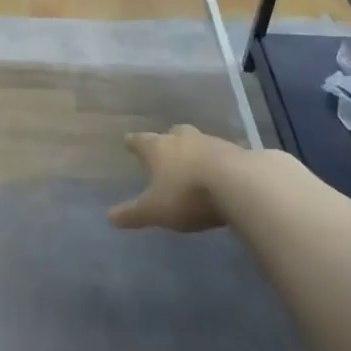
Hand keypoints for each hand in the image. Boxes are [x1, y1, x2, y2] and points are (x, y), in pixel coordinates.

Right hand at [108, 125, 242, 232]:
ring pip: (200, 142)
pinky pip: (224, 155)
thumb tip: (109, 218)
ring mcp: (214, 143)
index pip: (140, 141)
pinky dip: (219, 162)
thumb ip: (132, 214)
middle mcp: (184, 139)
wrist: (241, 185)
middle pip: (173, 133)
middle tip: (165, 147)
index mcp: (159, 148)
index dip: (133, 142)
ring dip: (195, 150)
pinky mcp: (240, 153)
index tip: (128, 141)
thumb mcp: (155, 211)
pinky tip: (222, 174)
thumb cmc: (187, 194)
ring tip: (194, 164)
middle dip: (168, 139)